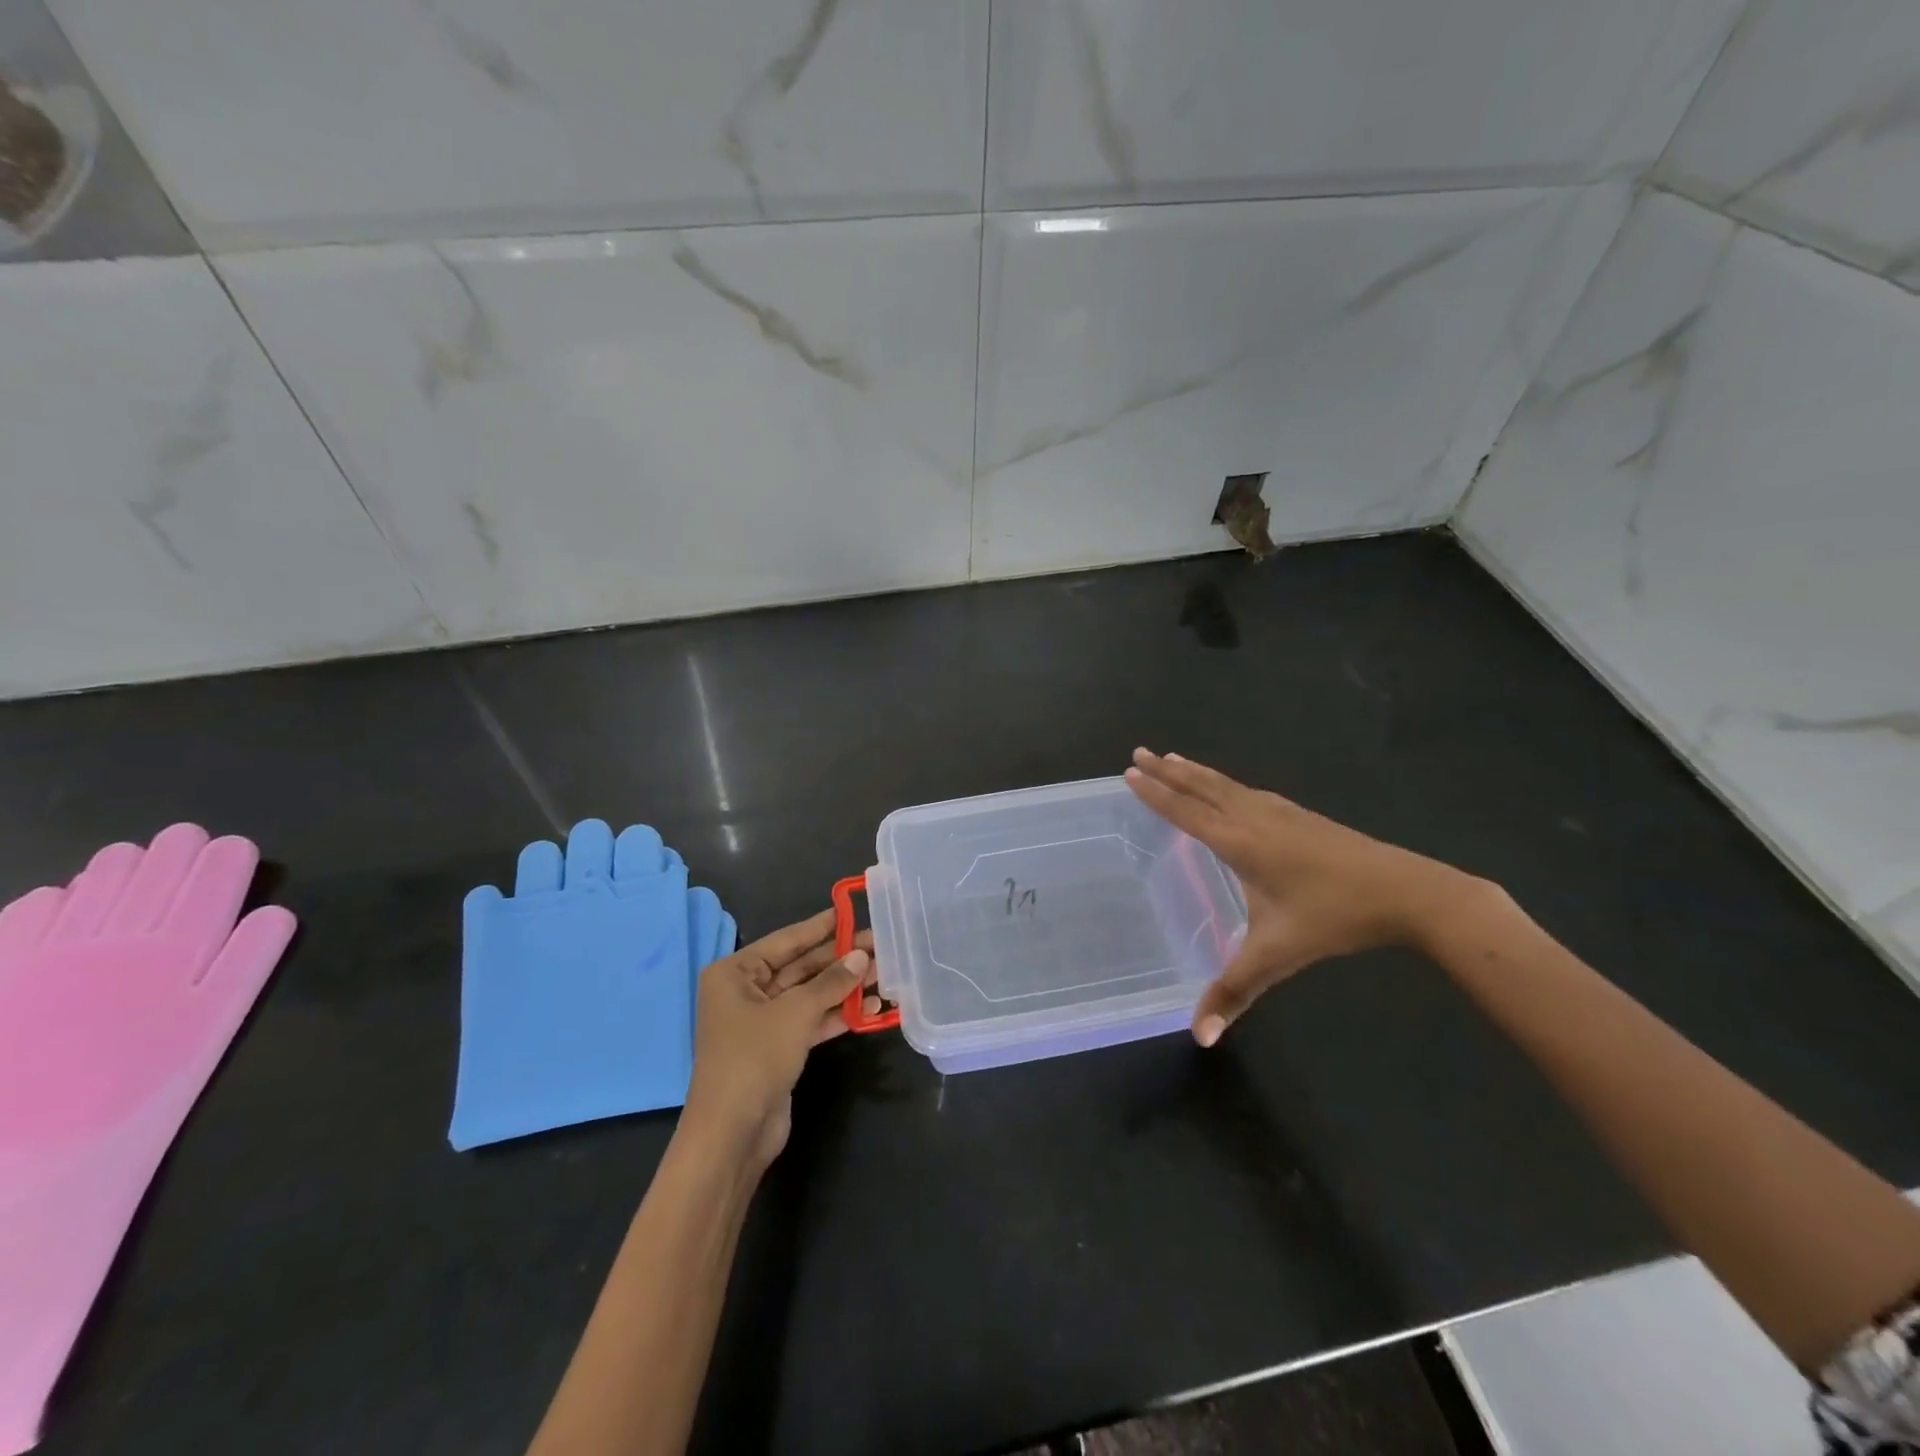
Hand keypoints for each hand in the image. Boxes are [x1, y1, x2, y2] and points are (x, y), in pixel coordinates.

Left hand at [683, 908, 872, 1169]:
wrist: (733, 1133)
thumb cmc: (754, 1057)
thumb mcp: (796, 1012)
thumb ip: (831, 982)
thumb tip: (862, 956)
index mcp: (735, 973)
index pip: (786, 940)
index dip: (820, 926)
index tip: (850, 910)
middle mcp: (746, 992)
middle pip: (800, 967)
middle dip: (840, 959)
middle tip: (880, 945)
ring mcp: (762, 1021)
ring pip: (809, 994)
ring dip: (844, 987)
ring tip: (884, 974)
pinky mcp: (778, 1047)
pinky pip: (811, 1020)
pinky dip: (838, 1014)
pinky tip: (871, 1008)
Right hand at [1125, 748, 1474, 1045]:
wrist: (1407, 891)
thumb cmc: (1335, 917)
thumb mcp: (1279, 955)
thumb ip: (1235, 991)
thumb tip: (1199, 1037)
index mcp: (1241, 842)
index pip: (1187, 811)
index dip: (1156, 793)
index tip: (1130, 771)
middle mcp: (1255, 818)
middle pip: (1203, 787)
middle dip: (1168, 770)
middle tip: (1139, 752)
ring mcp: (1281, 812)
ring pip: (1227, 784)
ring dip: (1195, 771)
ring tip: (1173, 758)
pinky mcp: (1301, 816)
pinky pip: (1248, 791)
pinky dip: (1224, 782)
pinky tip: (1232, 789)